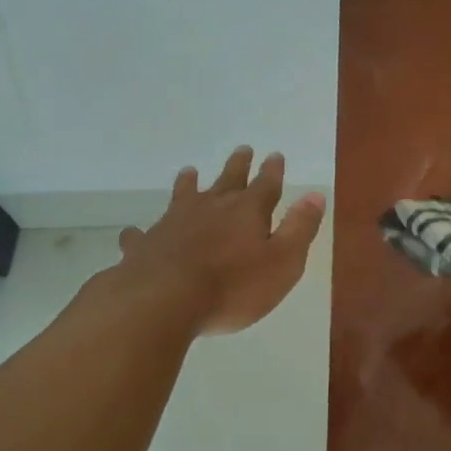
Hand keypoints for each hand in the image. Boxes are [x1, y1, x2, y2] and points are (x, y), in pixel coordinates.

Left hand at [112, 147, 325, 335]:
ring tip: (189, 172)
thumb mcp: (283, 262)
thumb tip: (315, 194)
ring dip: (188, 184)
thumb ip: (299, 228)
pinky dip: (141, 233)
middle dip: (238, 166)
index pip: (265, 185)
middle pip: (227, 181)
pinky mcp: (146, 245)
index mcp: (247, 212)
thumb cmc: (233, 286)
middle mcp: (210, 208)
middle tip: (242, 149)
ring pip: (183, 196)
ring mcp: (174, 224)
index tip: (275, 155)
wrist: (164, 301)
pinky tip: (134, 233)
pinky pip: (142, 235)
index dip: (272, 171)